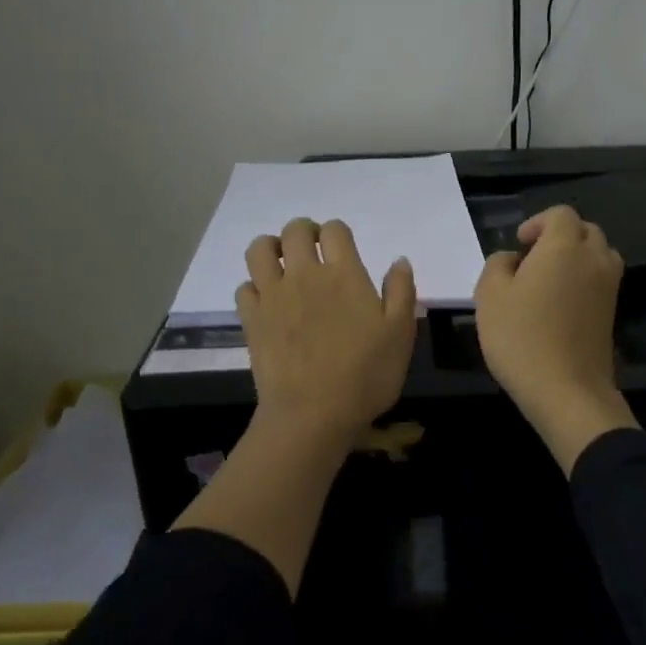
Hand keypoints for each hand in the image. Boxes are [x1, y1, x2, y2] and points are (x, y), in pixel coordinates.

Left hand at [238, 217, 417, 442]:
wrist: (313, 414)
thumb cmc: (365, 375)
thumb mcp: (400, 334)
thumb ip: (401, 291)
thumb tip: (398, 260)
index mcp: (343, 274)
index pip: (334, 229)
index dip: (338, 233)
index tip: (343, 249)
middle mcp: (304, 274)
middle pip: (294, 230)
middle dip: (304, 232)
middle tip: (313, 250)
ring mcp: (273, 295)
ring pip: (259, 250)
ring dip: (271, 248)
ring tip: (284, 265)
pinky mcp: (251, 319)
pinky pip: (244, 287)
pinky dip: (254, 286)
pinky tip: (268, 301)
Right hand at [474, 205, 637, 474]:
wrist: (567, 390)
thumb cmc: (522, 337)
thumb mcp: (489, 296)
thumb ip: (497, 265)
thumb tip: (512, 259)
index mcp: (564, 246)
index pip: (561, 215)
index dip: (539, 222)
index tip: (520, 243)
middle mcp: (594, 259)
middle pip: (586, 231)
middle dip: (561, 236)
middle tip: (534, 257)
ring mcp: (609, 287)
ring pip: (600, 254)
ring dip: (578, 257)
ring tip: (550, 279)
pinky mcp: (613, 313)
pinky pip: (602, 280)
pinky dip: (585, 280)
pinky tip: (561, 304)